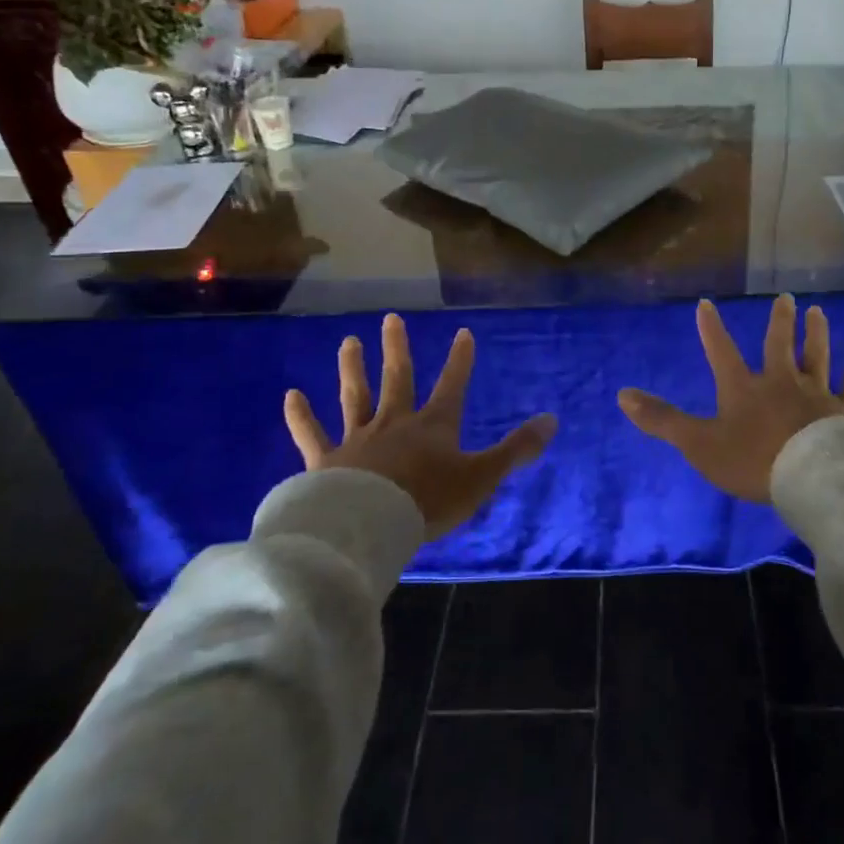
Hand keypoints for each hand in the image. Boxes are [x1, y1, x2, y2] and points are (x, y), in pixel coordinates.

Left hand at [284, 314, 556, 540]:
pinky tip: (291, 395)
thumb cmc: (428, 500)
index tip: (462, 332)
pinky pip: (311, 433)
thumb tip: (553, 420)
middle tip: (390, 318)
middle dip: (397, 349)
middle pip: (397, 379)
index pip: (452, 384)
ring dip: (352, 369)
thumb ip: (516, 449)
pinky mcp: (325, 460)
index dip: (460, 359)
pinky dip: (300, 415)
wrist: (369, 524)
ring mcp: (358, 438)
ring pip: (355, 396)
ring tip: (348, 341)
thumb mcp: (482, 476)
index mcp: (433, 426)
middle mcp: (395, 422)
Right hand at [618, 294, 843, 502]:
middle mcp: (781, 381)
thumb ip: (662, 420)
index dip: (711, 328)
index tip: (706, 304)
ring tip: (817, 311)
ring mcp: (816, 392)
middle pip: (779, 344)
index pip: (722, 351)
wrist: (810, 479)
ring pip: (817, 355)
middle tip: (786, 299)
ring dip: (816, 332)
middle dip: (780, 322)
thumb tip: (622, 395)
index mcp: (743, 388)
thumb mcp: (699, 444)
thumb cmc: (752, 461)